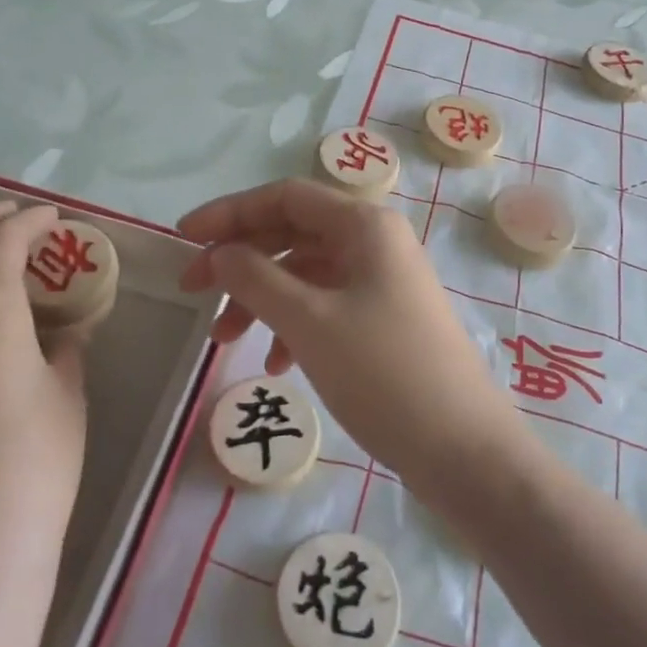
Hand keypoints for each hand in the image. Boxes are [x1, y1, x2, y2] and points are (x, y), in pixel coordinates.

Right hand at [178, 179, 516, 482]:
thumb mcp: (309, 321)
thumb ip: (256, 278)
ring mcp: (383, 281)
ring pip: (306, 273)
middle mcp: (375, 242)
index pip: (285, 197)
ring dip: (261, 299)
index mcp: (364, 225)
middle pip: (293, 232)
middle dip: (240, 259)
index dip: (230, 213)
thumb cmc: (384, 373)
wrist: (463, 449)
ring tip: (224, 340)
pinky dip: (293, 325)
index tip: (183, 239)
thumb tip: (220, 253)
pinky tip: (275, 365)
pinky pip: (326, 305)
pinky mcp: (384, 319)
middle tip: (192, 290)